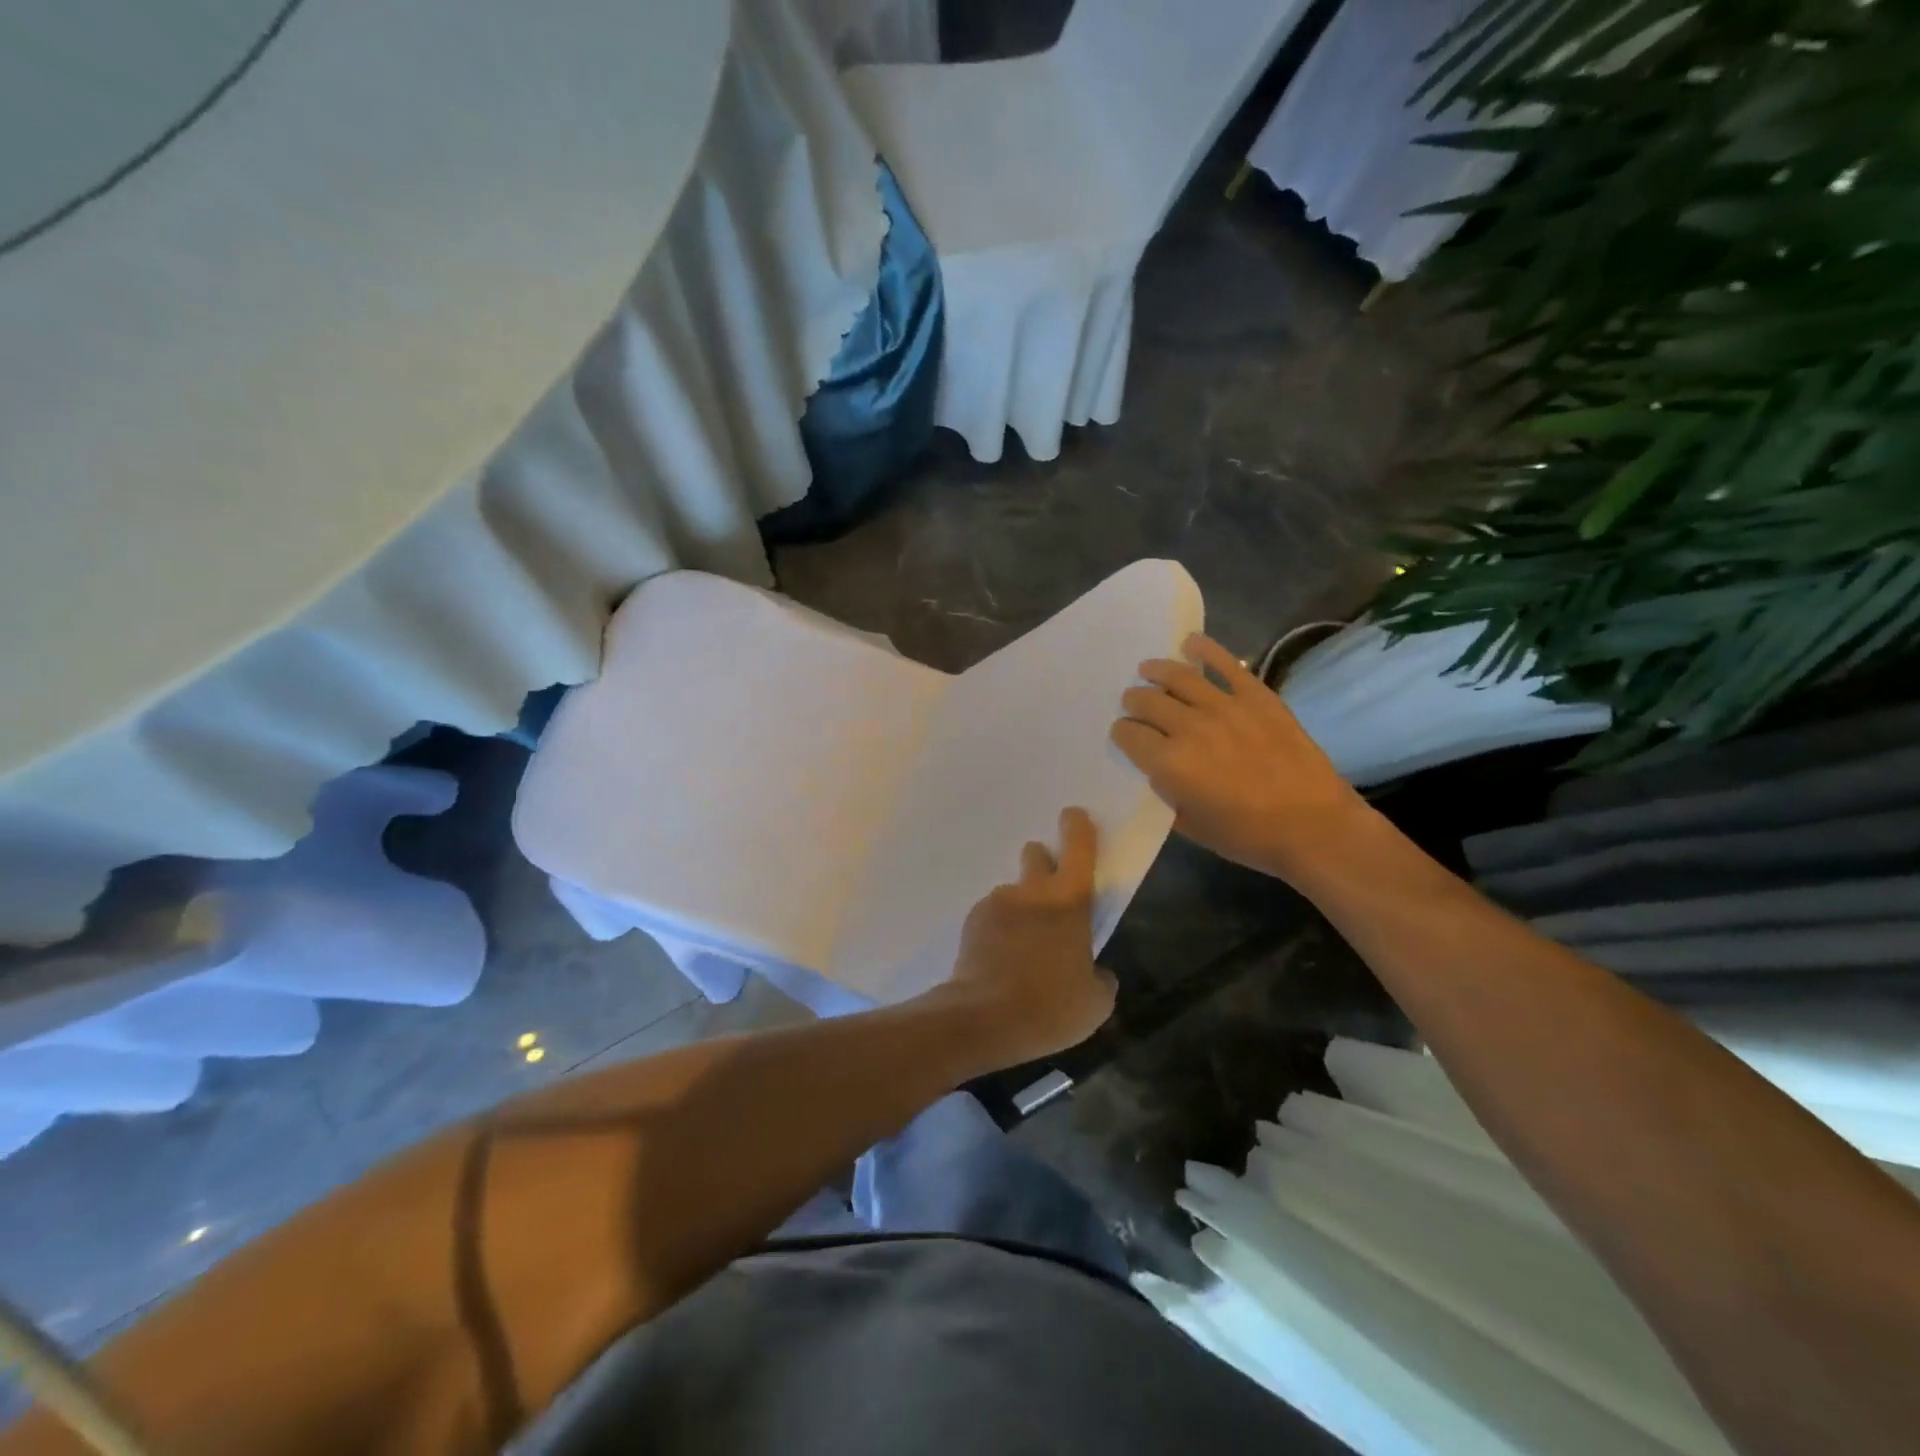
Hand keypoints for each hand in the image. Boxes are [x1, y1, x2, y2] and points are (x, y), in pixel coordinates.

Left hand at [934, 807, 1115, 1069]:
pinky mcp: (972, 921)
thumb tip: (1096, 972)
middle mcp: (1032, 892)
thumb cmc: (1051, 1007)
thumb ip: (1101, 978)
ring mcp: (997, 903)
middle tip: (1049, 891)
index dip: (1078, 828)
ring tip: (1021, 945)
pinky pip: (991, 914)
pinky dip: (998, 928)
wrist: (984, 1019)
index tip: (1074, 814)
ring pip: (1013, 891)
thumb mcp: (1096, 1003)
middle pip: (1035, 854)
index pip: (1078, 850)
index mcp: (1070, 903)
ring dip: (1020, 906)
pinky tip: (999, 959)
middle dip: (1043, 862)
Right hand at [1110, 632, 1369, 879]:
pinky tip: (1190, 642)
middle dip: (1134, 702)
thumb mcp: (1191, 826)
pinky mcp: (1257, 696)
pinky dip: (1205, 649)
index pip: (1128, 735)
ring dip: (1155, 670)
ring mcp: (1225, 706)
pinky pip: (1225, 663)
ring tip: (1147, 669)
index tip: (1125, 735)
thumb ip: (1166, 793)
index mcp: (1169, 763)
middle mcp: (1189, 727)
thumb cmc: (1248, 836)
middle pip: (1147, 701)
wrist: (1314, 827)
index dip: (1122, 734)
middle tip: (1134, 703)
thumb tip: (1157, 769)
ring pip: (1178, 676)